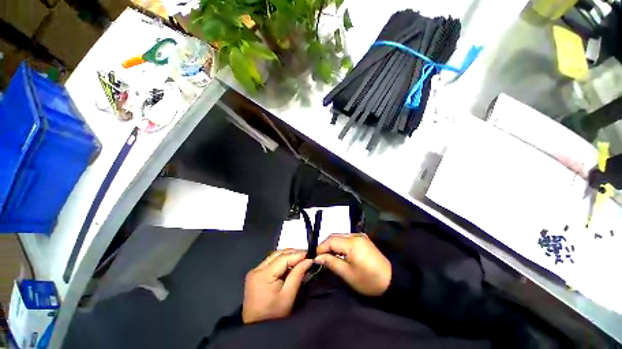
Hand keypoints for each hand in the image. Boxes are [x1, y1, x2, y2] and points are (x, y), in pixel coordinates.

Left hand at [242, 249, 313, 323]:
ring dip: (287, 256)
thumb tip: (308, 260)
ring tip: (300, 258)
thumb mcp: (288, 296)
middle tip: (306, 255)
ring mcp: (254, 271)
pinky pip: (271, 262)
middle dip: (293, 253)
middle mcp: (256, 269)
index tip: (310, 254)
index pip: (283, 258)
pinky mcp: (255, 274)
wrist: (256, 328)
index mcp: (263, 275)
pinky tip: (290, 264)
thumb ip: (298, 274)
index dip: (297, 254)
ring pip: (274, 256)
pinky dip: (281, 261)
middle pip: (278, 254)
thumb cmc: (273, 315)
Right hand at [315, 233, 390, 295]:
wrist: (392, 281)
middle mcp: (355, 235)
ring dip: (332, 244)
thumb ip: (331, 262)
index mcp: (352, 243)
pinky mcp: (363, 239)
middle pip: (335, 236)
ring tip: (326, 255)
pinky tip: (338, 252)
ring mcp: (360, 236)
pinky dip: (340, 244)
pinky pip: (347, 238)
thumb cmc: (368, 280)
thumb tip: (317, 257)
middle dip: (325, 245)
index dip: (320, 247)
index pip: (331, 241)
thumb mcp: (347, 274)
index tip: (313, 256)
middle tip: (318, 256)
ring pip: (340, 236)